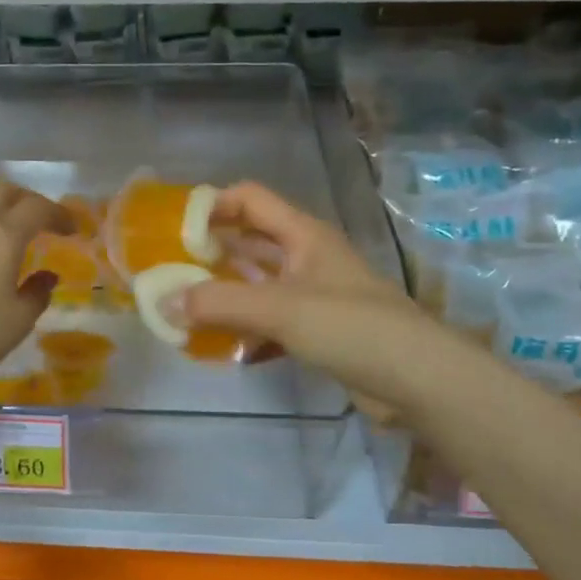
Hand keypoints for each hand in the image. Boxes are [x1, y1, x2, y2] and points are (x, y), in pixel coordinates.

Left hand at [0, 179, 73, 397]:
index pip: (37, 208)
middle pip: (3, 190)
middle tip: (45, 223)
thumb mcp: (19, 319)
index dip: (60, 214)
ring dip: (5, 212)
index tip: (73, 231)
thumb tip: (47, 276)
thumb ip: (38, 292)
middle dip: (29, 199)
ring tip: (21, 241)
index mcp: (3, 237)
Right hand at [185, 182, 423, 418]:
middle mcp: (306, 258)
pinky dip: (245, 332)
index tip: (173, 229)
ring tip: (183, 310)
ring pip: (257, 286)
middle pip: (249, 243)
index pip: (249, 199)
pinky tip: (220, 349)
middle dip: (209, 254)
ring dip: (224, 296)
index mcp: (302, 234)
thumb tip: (162, 304)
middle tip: (167, 271)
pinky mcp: (318, 331)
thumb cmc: (351, 326)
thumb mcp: (280, 308)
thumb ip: (218, 303)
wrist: (418, 380)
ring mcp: (313, 296)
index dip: (212, 205)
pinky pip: (270, 323)